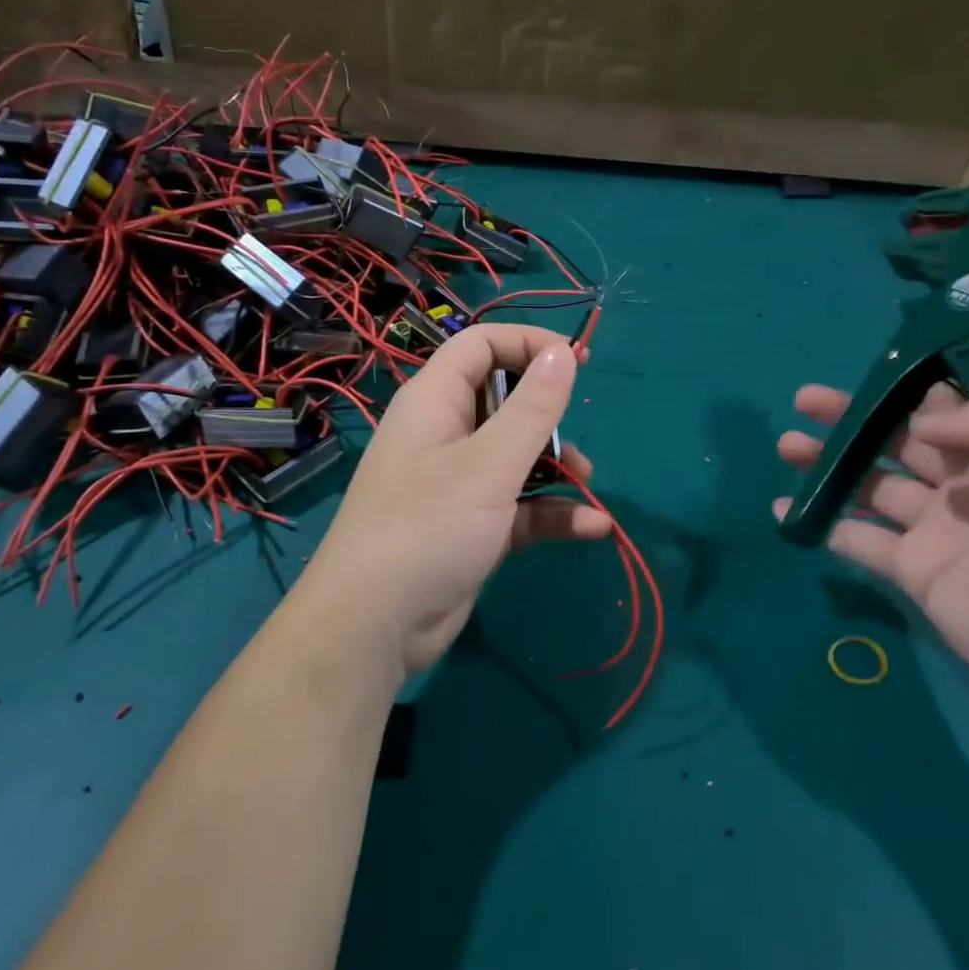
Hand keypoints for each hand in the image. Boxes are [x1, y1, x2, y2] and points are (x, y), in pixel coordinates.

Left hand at [299, 324, 611, 678]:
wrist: (375, 626)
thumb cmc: (428, 526)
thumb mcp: (489, 464)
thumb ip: (532, 408)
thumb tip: (563, 352)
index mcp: (436, 401)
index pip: (481, 345)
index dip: (528, 344)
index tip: (576, 361)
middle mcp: (445, 434)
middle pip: (504, 400)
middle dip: (547, 413)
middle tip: (579, 428)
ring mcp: (458, 483)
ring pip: (516, 455)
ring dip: (556, 466)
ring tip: (588, 483)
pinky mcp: (472, 526)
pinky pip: (519, 505)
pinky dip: (552, 512)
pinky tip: (593, 529)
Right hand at [776, 383, 968, 713]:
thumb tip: (923, 418)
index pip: (948, 407)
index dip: (908, 389)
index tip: (872, 377)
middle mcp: (964, 484)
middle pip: (896, 440)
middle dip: (851, 419)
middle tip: (804, 402)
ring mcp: (933, 528)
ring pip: (868, 485)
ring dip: (828, 464)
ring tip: (787, 447)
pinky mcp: (911, 570)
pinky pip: (857, 540)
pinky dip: (822, 524)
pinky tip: (786, 509)